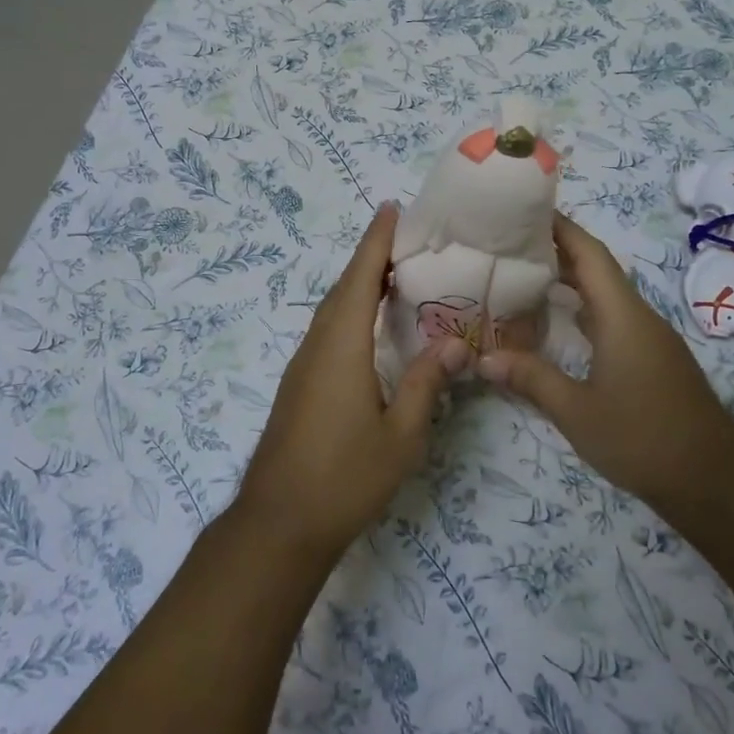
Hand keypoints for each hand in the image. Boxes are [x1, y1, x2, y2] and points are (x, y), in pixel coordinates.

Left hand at [235, 204, 464, 559]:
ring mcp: (302, 368)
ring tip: (393, 273)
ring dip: (358, 285)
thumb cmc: (345, 478)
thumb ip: (426, 383)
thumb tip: (454, 343)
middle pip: (343, 290)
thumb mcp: (401, 435)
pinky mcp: (299, 387)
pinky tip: (368, 327)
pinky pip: (327, 332)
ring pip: (331, 312)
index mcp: (341, 348)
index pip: (360, 280)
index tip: (391, 209)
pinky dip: (349, 313)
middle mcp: (316, 348)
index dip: (376, 243)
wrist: (279, 523)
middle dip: (370, 258)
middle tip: (404, 237)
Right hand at [478, 214, 733, 506]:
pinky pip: (613, 317)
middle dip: (557, 251)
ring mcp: (650, 337)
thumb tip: (483, 359)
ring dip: (569, 280)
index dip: (559, 228)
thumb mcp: (577, 412)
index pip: (589, 255)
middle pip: (597, 269)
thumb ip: (531, 379)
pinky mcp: (653, 358)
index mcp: (622, 316)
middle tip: (509, 244)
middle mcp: (638, 317)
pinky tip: (557, 321)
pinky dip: (583, 308)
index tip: (524, 210)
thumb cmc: (642, 439)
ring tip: (524, 275)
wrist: (712, 479)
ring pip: (605, 294)